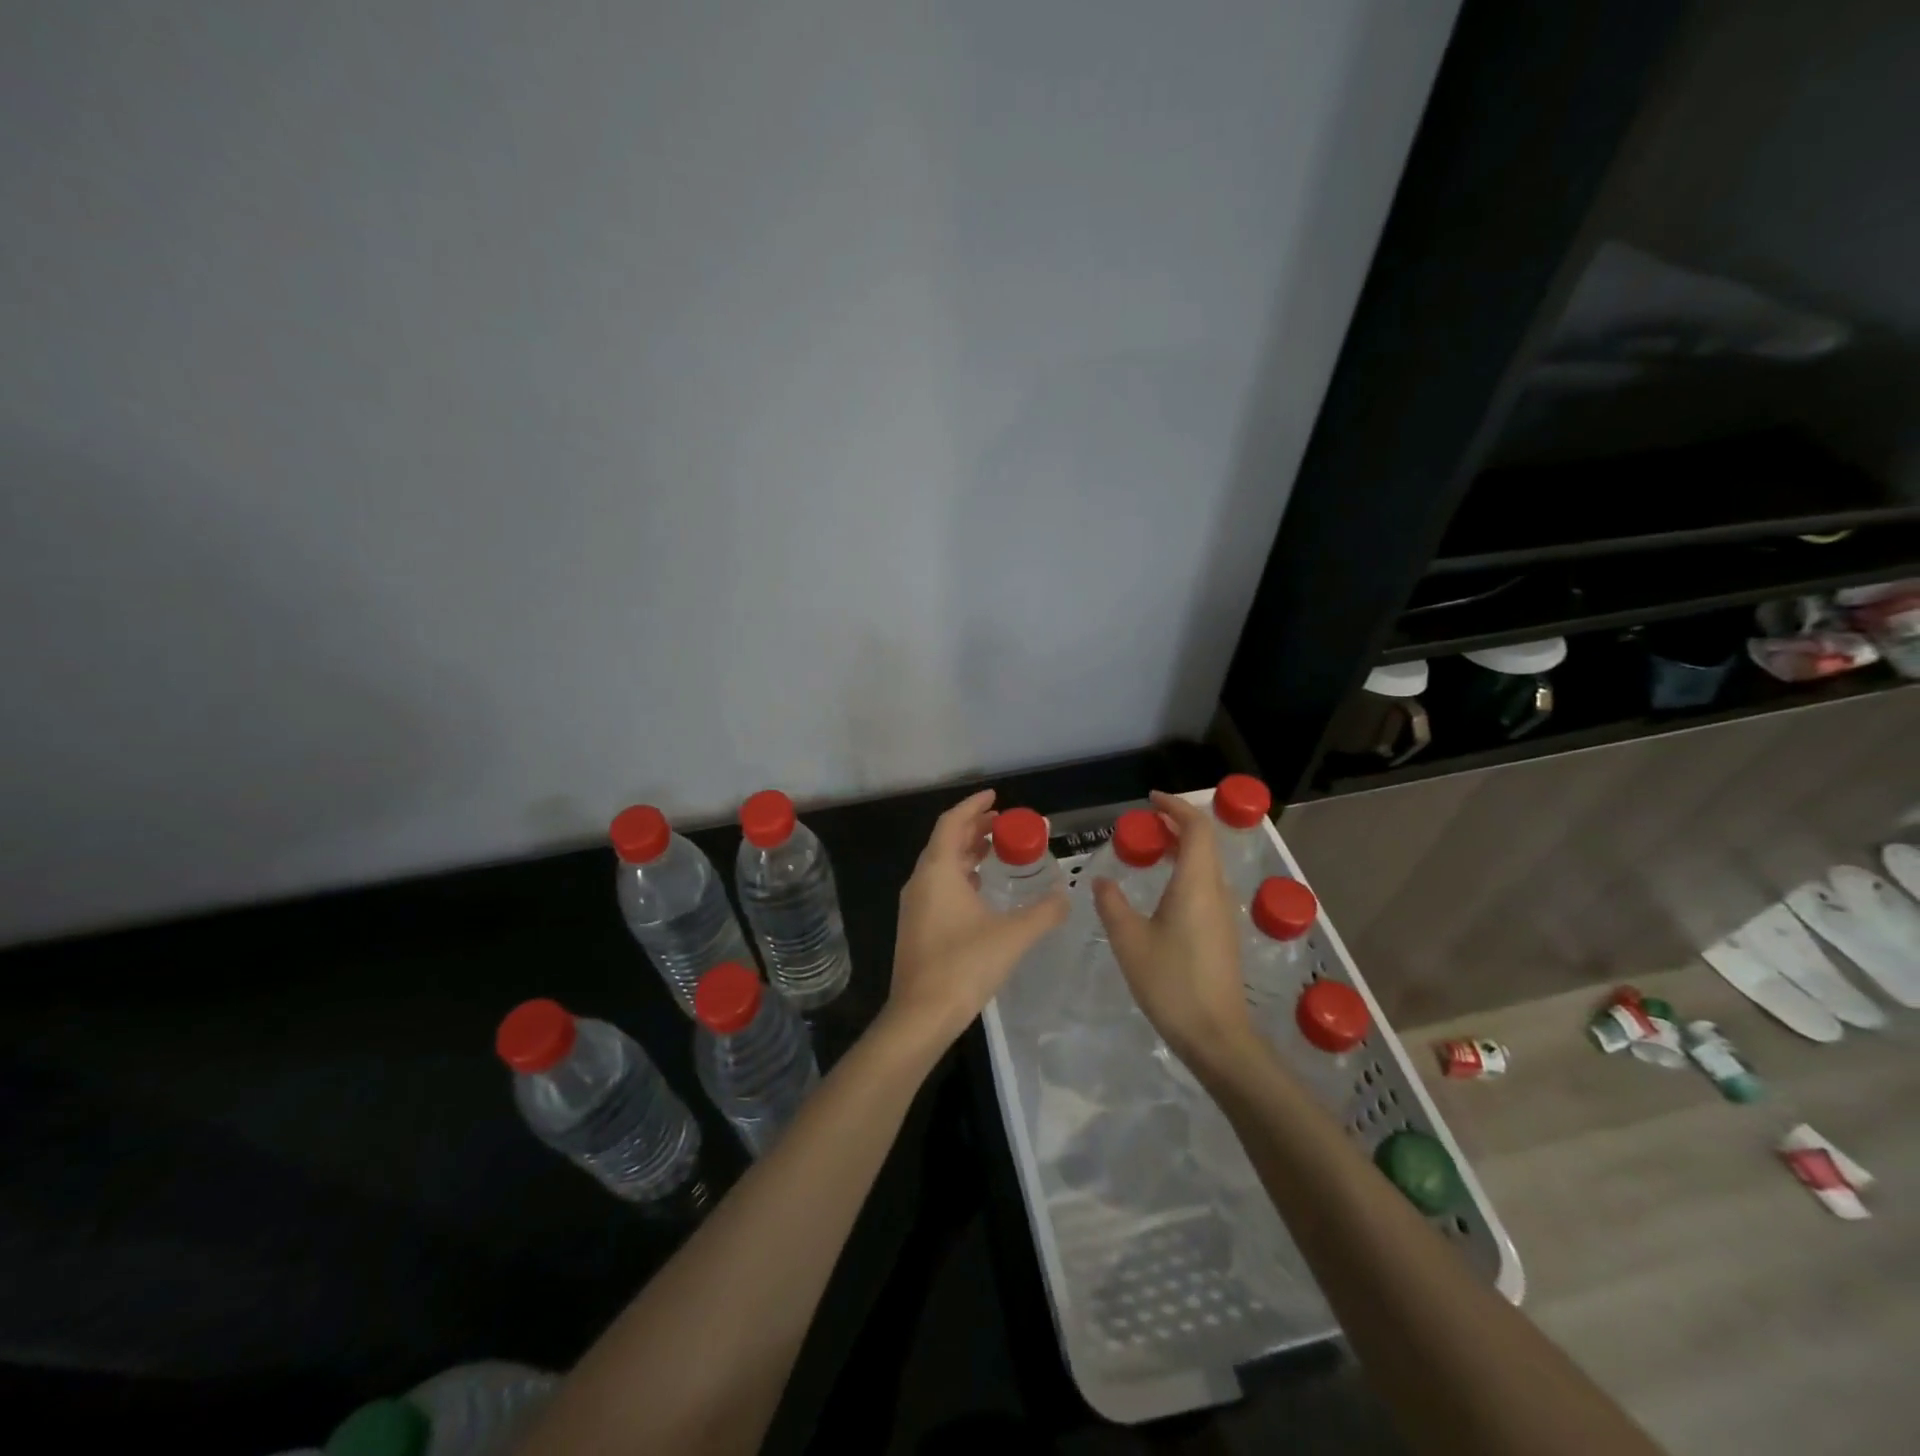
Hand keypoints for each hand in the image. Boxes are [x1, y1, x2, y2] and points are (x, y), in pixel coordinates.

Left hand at [885, 789, 1069, 1048]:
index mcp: (938, 871)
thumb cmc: (964, 965)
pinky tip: (979, 888)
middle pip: (945, 840)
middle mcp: (921, 881)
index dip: (973, 805)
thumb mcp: (1012, 936)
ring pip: (940, 864)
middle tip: (1002, 822)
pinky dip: (959, 874)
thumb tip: (1066, 896)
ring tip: (995, 849)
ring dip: (966, 851)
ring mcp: (914, 904)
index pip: (952, 823)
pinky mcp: (915, 925)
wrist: (921, 1014)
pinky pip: (937, 885)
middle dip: (973, 827)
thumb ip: (1043, 913)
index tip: (995, 796)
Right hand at [1092, 791, 1259, 1073]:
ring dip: (1181, 849)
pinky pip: (1205, 886)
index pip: (1196, 828)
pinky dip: (1184, 872)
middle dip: (1176, 825)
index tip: (1150, 800)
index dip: (1176, 807)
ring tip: (1149, 852)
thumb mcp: (1129, 941)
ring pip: (1206, 865)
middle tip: (1143, 825)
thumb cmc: (1171, 983)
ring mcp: (1223, 914)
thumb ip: (1112, 904)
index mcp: (1196, 884)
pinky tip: (1160, 891)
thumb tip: (1101, 881)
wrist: (1215, 1036)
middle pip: (1204, 843)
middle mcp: (1215, 891)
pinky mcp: (1222, 933)